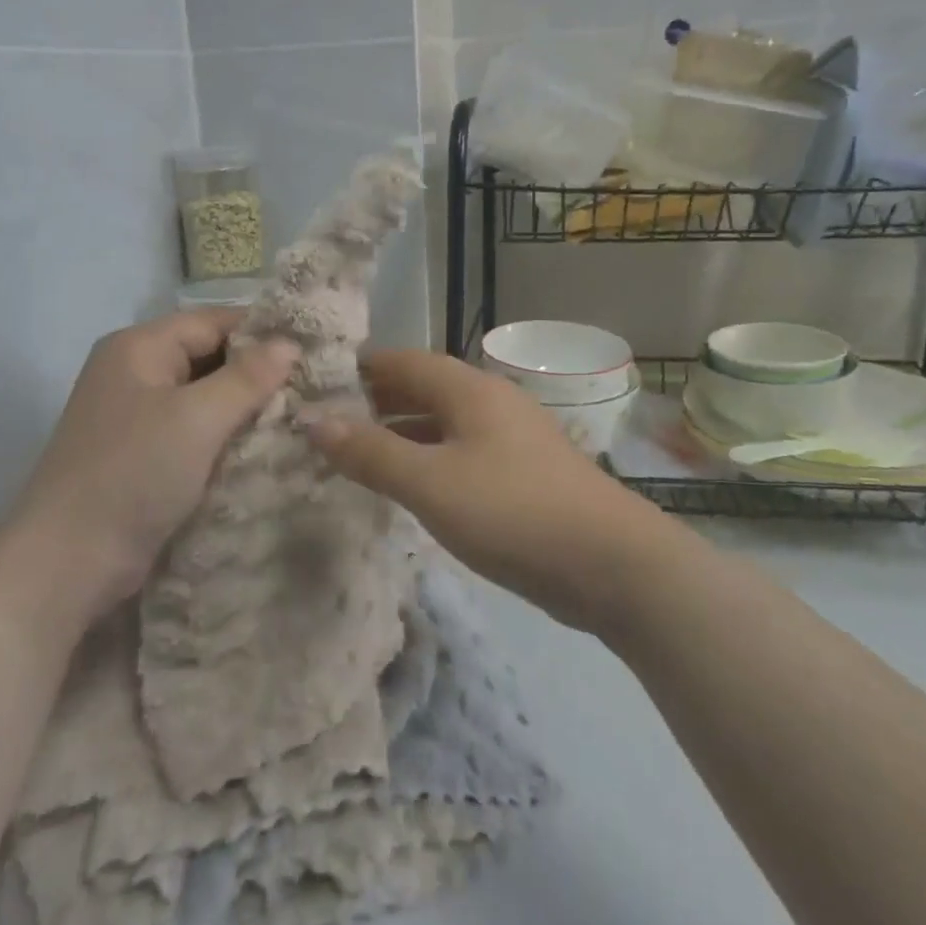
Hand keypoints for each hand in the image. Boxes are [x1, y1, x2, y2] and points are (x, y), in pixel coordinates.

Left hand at [18, 310, 297, 616]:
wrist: (67, 563)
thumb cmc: (133, 474)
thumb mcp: (197, 419)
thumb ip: (247, 377)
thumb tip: (290, 344)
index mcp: (139, 347)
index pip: (213, 321)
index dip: (262, 332)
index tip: (312, 351)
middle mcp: (134, 372)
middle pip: (208, 356)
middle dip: (256, 372)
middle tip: (312, 387)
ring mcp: (135, 415)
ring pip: (204, 396)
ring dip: (244, 407)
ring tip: (298, 415)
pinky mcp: (142, 454)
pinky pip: (193, 430)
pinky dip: (225, 435)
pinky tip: (263, 446)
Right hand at [304, 350, 662, 631]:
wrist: (612, 564)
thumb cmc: (513, 512)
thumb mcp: (431, 483)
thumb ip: (371, 452)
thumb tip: (313, 419)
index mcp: (469, 389)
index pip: (402, 360)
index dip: (359, 368)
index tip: (316, 382)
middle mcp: (489, 402)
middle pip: (422, 388)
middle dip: (375, 401)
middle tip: (327, 422)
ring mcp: (510, 437)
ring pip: (442, 423)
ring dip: (400, 433)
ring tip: (356, 453)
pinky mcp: (521, 472)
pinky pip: (460, 452)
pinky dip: (428, 459)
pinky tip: (409, 484)